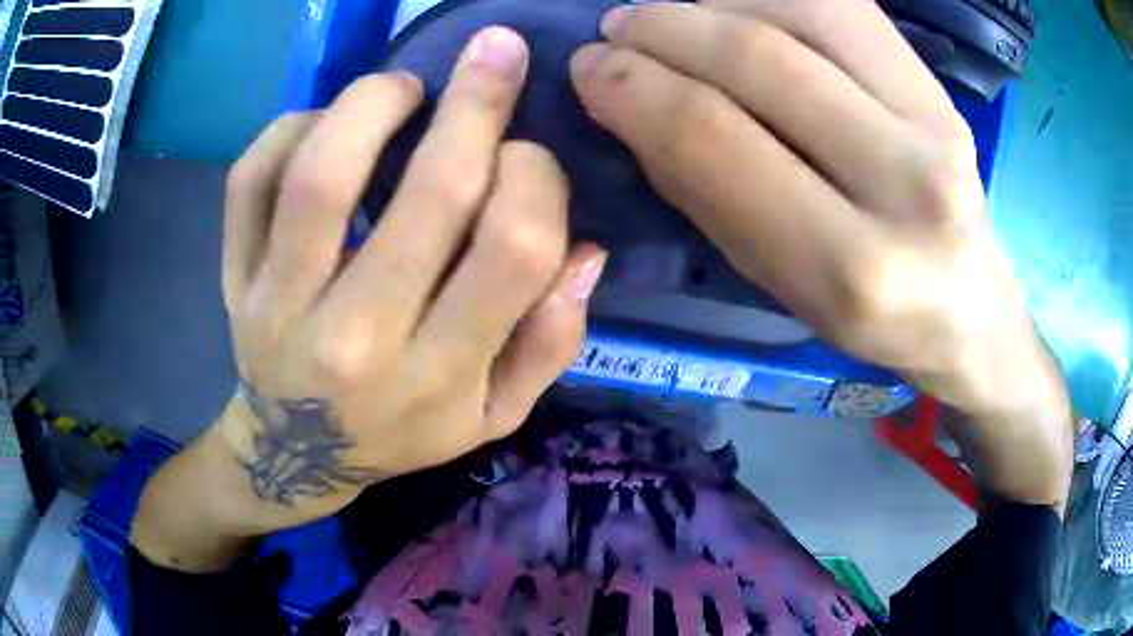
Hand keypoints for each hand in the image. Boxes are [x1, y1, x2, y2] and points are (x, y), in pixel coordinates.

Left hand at [133, 26, 605, 568]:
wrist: (293, 454)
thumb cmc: (399, 433)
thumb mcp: (493, 417)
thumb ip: (550, 342)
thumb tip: (584, 252)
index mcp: (435, 373)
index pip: (510, 249)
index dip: (536, 179)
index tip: (528, 156)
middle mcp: (356, 337)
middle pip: (428, 193)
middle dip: (477, 103)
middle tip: (497, 51)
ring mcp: (279, 303)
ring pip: (322, 173)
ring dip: (374, 102)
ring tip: (404, 88)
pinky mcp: (234, 279)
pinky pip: (250, 178)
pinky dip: (292, 126)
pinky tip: (324, 124)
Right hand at [570, 0, 1070, 506]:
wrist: (969, 306)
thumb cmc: (869, 314)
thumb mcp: (777, 283)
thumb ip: (706, 192)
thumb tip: (632, 104)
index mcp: (852, 268)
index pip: (719, 139)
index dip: (635, 89)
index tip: (589, 69)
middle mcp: (906, 185)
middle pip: (761, 60)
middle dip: (663, 30)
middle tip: (616, 29)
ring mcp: (936, 122)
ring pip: (801, 11)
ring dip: (709, 1)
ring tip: (667, 15)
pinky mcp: (939, 88)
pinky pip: (843, 4)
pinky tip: (732, 6)